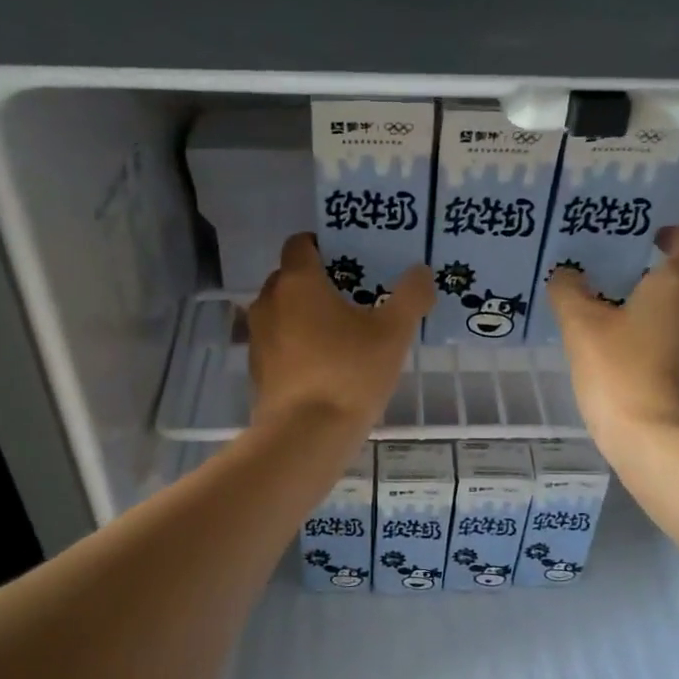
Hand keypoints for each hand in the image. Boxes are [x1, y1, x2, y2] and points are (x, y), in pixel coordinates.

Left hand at [247, 234, 434, 431]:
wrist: (304, 435)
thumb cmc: (349, 373)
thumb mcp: (394, 333)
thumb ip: (410, 296)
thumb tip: (421, 272)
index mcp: (298, 282)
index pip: (300, 243)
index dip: (324, 245)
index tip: (351, 260)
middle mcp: (269, 302)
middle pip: (290, 278)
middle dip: (318, 282)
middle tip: (354, 296)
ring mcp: (258, 337)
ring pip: (282, 312)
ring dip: (306, 315)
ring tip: (341, 333)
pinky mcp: (257, 369)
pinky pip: (278, 343)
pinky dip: (297, 345)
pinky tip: (325, 365)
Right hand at [548, 225, 678, 452]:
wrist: (657, 442)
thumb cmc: (621, 371)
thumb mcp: (581, 326)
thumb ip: (569, 293)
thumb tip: (566, 275)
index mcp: (678, 286)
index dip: (677, 235)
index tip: (650, 241)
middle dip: (647, 285)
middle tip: (607, 293)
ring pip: (676, 321)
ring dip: (647, 321)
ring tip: (605, 335)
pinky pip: (673, 353)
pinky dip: (650, 353)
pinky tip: (618, 370)